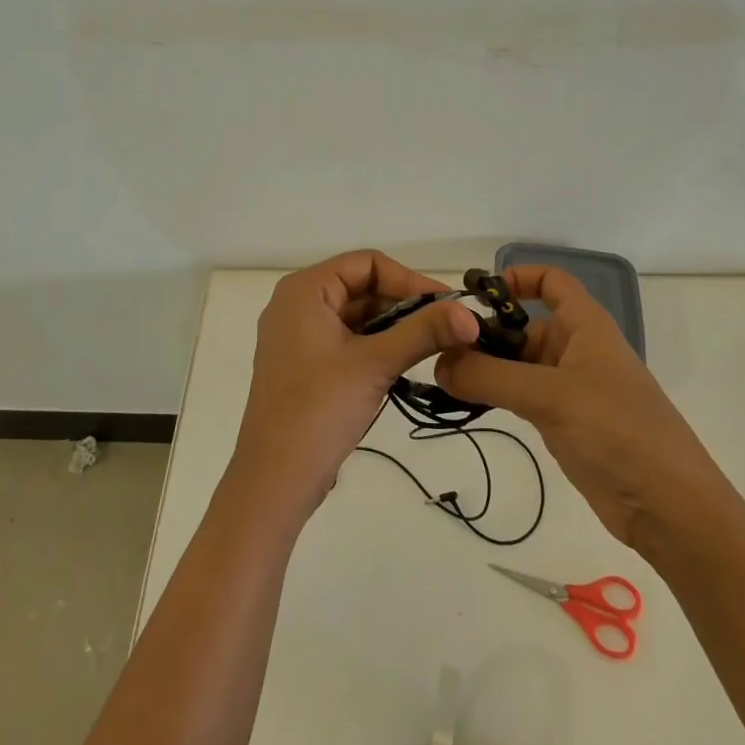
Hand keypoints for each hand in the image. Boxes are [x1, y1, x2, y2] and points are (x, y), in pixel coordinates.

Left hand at [230, 251, 477, 520]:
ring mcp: (298, 337)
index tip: (447, 307)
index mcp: (304, 290)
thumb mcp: (375, 364)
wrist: (274, 480)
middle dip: (404, 305)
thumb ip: (423, 333)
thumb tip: (471, 315)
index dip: (409, 280)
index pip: (367, 264)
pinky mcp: (304, 366)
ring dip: (394, 328)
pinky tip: (405, 366)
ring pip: (356, 317)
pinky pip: (346, 341)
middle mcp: (297, 304)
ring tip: (434, 348)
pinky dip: (376, 347)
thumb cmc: (319, 409)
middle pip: (361, 287)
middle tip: (448, 330)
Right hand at [435, 266, 735, 562]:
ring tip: (443, 377)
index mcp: (586, 327)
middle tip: (439, 349)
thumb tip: (438, 363)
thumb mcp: (548, 396)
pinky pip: (523, 396)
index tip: (475, 295)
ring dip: (486, 367)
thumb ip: (489, 376)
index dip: (517, 278)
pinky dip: (496, 395)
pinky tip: (467, 403)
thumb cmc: (616, 431)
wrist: (670, 508)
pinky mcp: (566, 423)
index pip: (552, 282)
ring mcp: (572, 389)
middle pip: (525, 326)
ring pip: (520, 364)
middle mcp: (578, 350)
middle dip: (486, 332)